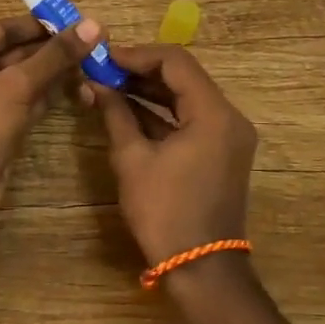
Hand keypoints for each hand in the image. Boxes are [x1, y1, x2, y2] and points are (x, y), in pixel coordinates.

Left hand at [0, 13, 99, 199]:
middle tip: (91, 41)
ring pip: (24, 78)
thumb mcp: (17, 85)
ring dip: (55, 71)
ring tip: (92, 61)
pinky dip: (49, 93)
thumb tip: (93, 25)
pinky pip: (27, 100)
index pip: (2, 30)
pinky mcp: (0, 125)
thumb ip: (55, 56)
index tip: (72, 21)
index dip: (37, 24)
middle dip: (51, 49)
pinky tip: (78, 85)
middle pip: (15, 53)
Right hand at [83, 45, 258, 263]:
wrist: (200, 268)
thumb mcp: (132, 158)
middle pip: (184, 76)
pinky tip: (128, 110)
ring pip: (187, 96)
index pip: (175, 62)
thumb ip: (115, 113)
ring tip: (109, 86)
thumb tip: (95, 84)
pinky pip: (191, 118)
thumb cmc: (164, 211)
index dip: (136, 55)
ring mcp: (229, 135)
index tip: (103, 58)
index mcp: (214, 113)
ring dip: (150, 90)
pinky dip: (162, 112)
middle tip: (102, 71)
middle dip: (141, 71)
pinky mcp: (222, 151)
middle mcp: (229, 117)